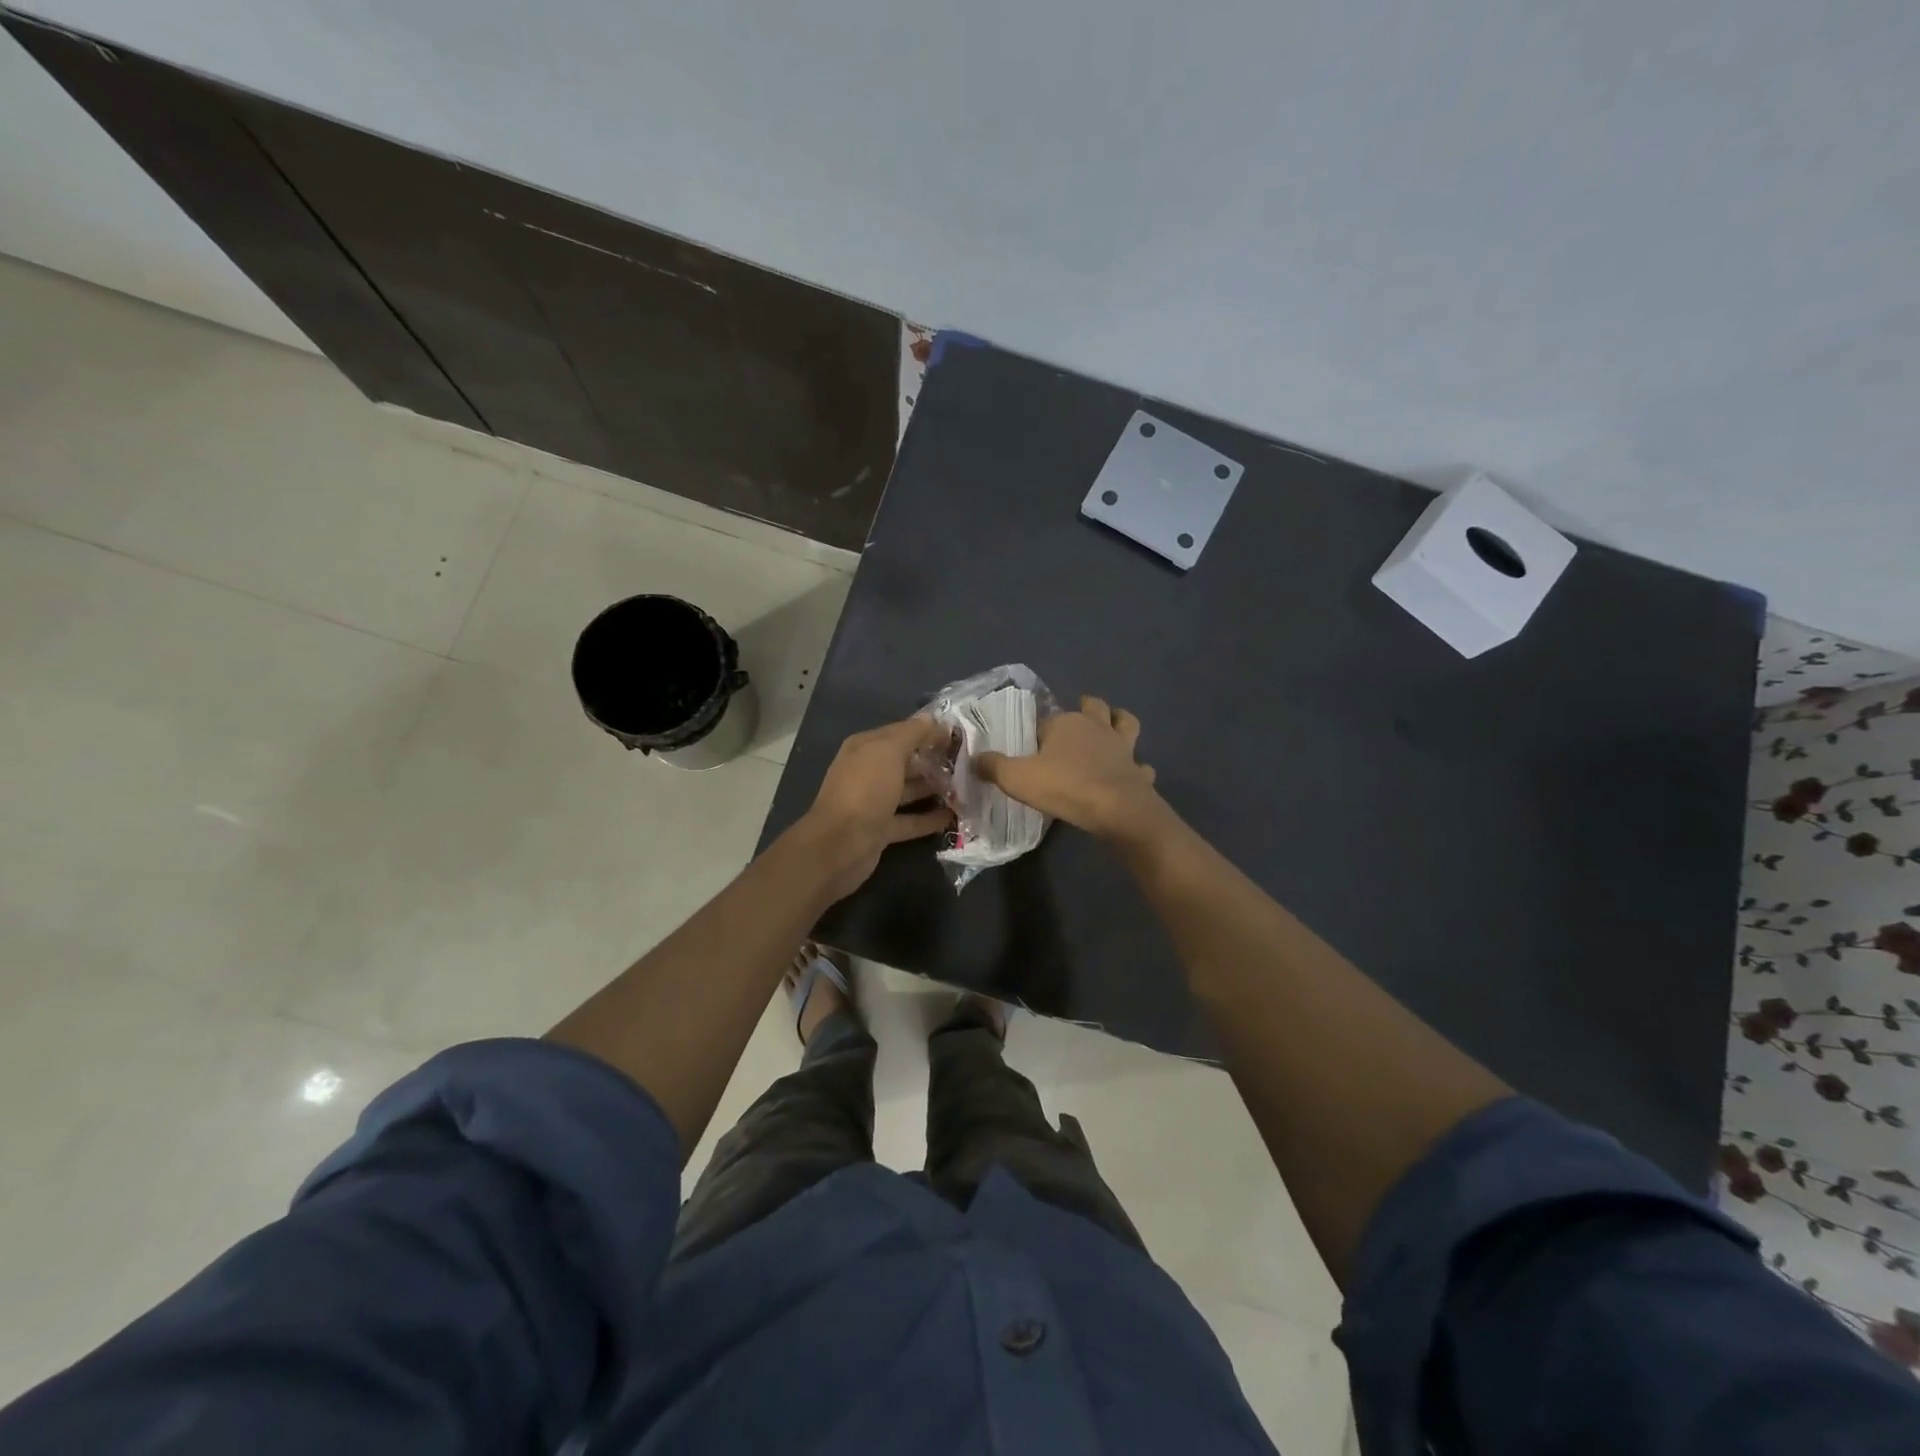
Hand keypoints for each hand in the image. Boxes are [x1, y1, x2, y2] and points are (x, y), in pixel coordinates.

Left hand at [798, 716, 952, 899]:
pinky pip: (910, 820)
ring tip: (966, 787)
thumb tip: (933, 719)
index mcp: (865, 748)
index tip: (959, 734)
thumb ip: (912, 734)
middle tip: (968, 762)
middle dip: (934, 759)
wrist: (840, 845)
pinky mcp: (881, 829)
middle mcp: (868, 772)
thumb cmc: (864, 790)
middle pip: (906, 761)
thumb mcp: (889, 752)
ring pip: (909, 790)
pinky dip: (929, 818)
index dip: (928, 731)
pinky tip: (954, 815)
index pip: (901, 732)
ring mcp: (874, 803)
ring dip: (934, 788)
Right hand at [976, 695, 1169, 843]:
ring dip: (1120, 724)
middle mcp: (1096, 727)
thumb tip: (975, 758)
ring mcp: (1122, 748)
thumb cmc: (1064, 787)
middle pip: (1094, 707)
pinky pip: (1141, 765)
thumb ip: (993, 767)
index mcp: (1066, 723)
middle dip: (1087, 708)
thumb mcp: (1016, 778)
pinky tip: (1131, 774)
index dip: (1040, 730)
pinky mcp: (1138, 771)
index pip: (1048, 718)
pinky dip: (1137, 768)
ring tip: (1112, 730)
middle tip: (1078, 719)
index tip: (1032, 745)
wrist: (1116, 809)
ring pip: (1126, 724)